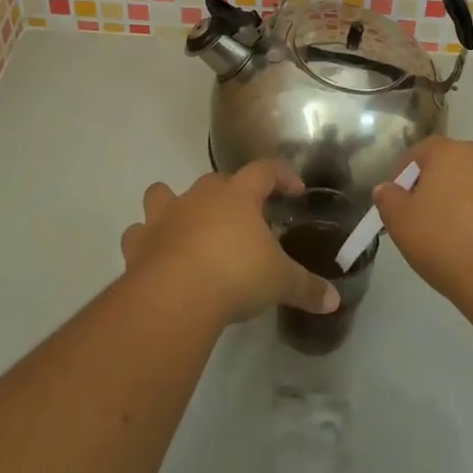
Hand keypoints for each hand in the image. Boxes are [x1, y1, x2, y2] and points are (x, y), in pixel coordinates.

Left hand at [121, 161, 340, 326]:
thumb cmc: (236, 275)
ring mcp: (165, 216)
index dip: (281, 176)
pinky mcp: (139, 242)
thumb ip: (307, 287)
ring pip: (163, 194)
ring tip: (187, 226)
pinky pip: (139, 233)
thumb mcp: (280, 282)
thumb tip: (334, 301)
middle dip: (230, 194)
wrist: (176, 294)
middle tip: (244, 219)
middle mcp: (200, 197)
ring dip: (173, 204)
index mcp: (238, 196)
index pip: (264, 171)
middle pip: (216, 181)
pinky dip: (146, 241)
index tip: (294, 189)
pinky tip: (156, 255)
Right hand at [372, 137, 472, 317]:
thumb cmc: (448, 245)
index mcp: (451, 152)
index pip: (422, 152)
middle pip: (459, 162)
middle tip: (432, 216)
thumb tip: (388, 189)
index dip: (406, 173)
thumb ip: (389, 200)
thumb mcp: (402, 225)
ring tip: (468, 230)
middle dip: (444, 182)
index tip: (399, 199)